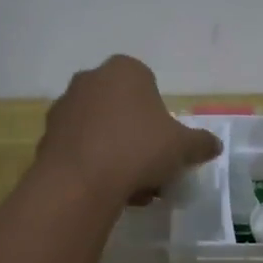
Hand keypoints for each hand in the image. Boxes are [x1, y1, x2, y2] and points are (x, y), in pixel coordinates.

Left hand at [35, 55, 221, 205]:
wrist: (81, 181)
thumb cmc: (138, 149)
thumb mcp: (182, 146)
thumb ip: (200, 142)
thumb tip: (214, 145)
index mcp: (125, 70)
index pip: (149, 87)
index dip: (160, 119)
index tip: (166, 147)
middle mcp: (91, 79)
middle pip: (123, 109)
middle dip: (137, 137)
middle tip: (152, 169)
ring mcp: (65, 106)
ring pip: (101, 130)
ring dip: (116, 153)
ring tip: (131, 189)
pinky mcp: (48, 135)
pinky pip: (79, 147)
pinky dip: (93, 164)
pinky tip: (107, 191)